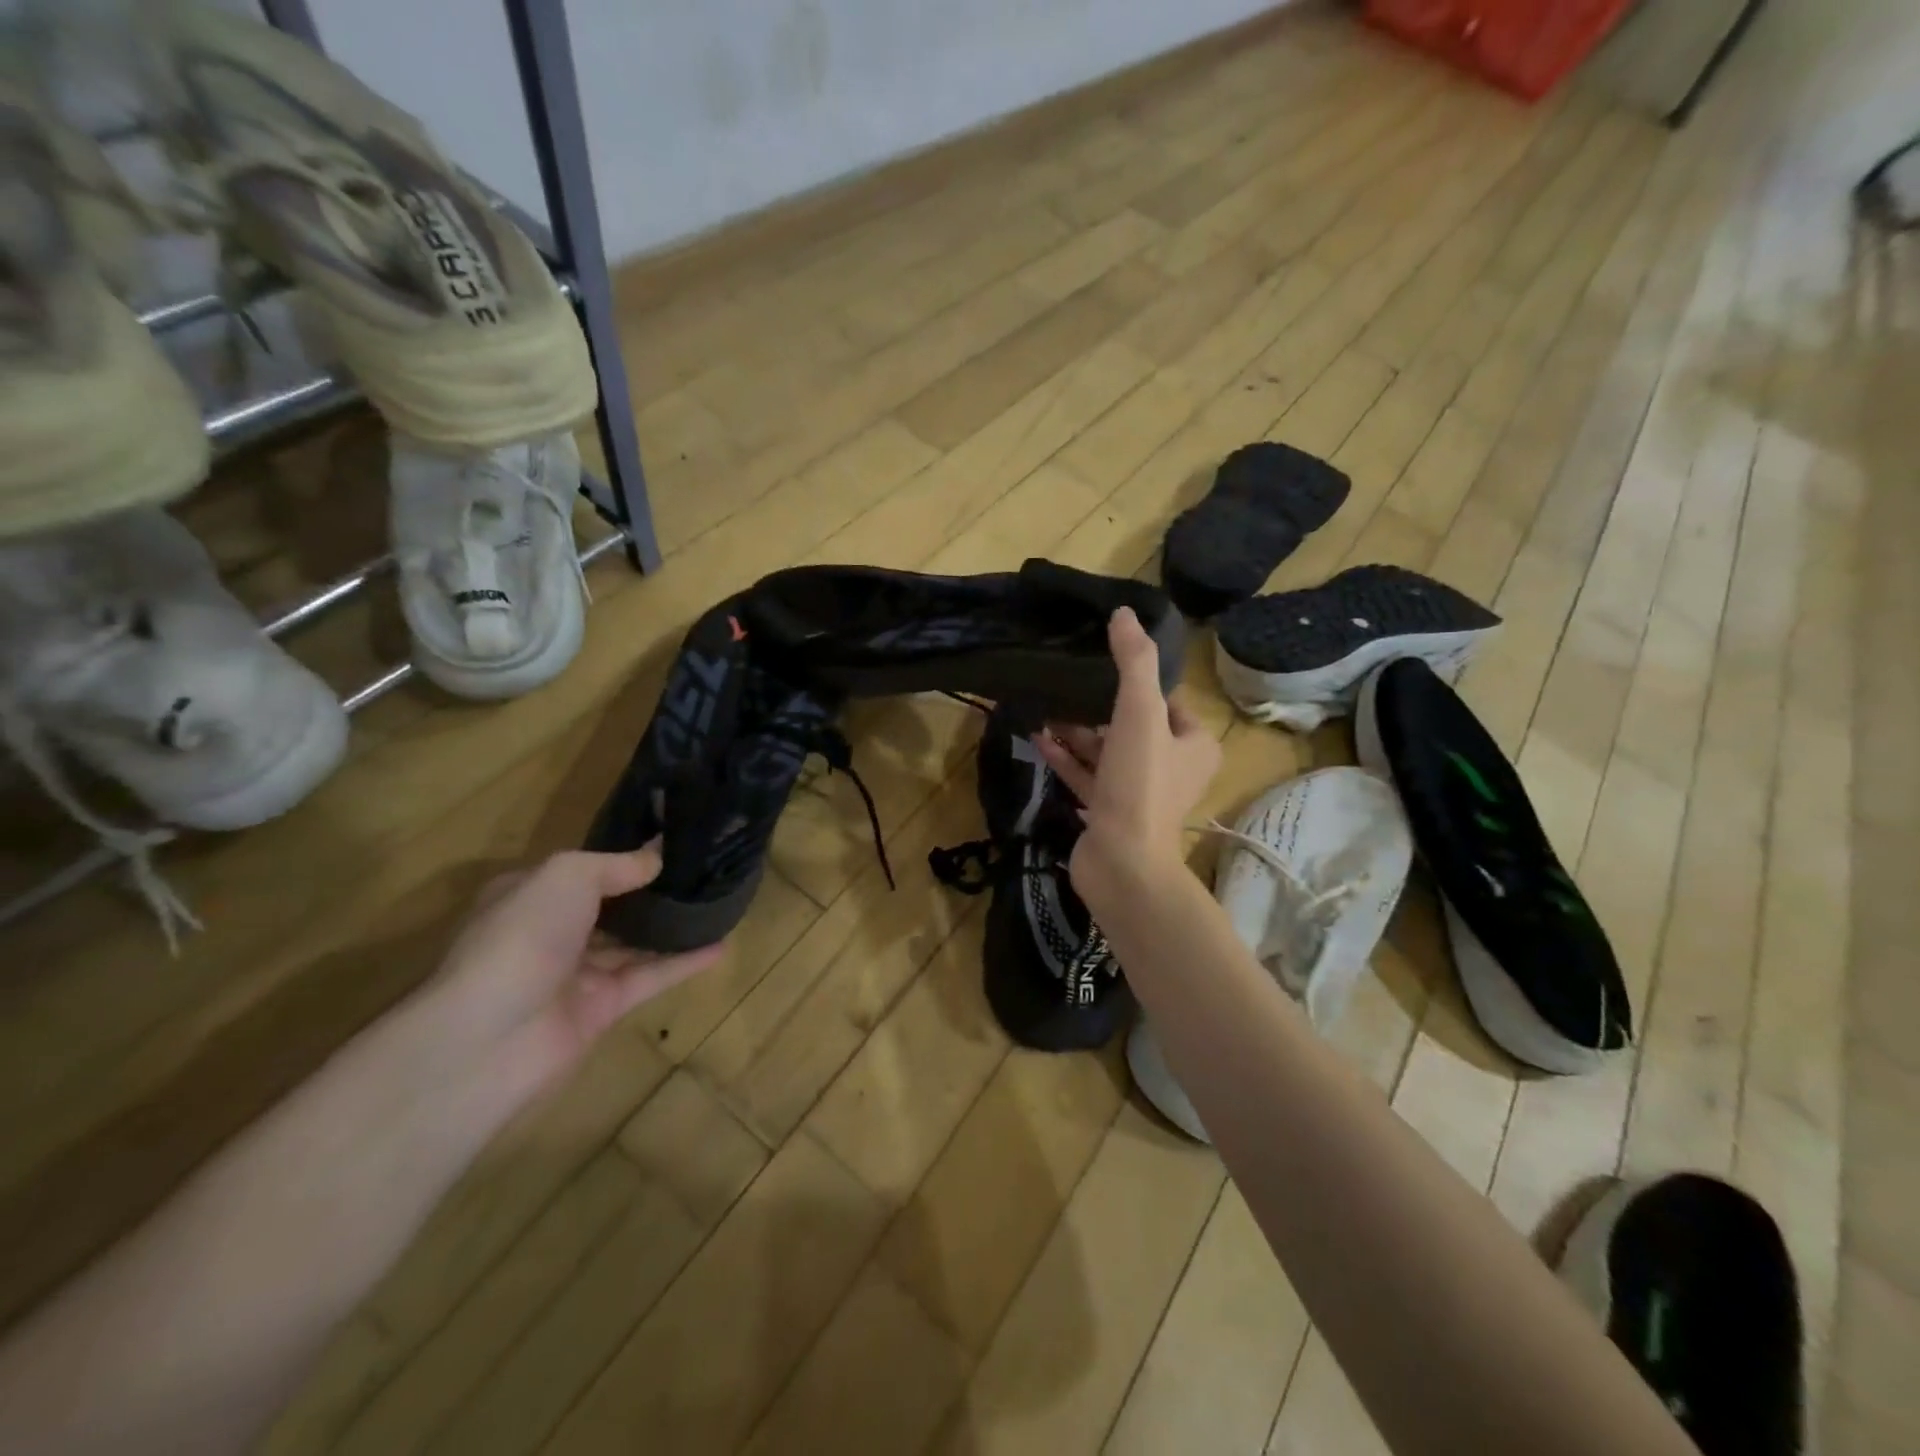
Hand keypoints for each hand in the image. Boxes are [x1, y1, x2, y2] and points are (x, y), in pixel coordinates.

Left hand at [406, 845, 721, 1114]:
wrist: (490, 1037)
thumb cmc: (522, 936)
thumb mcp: (567, 875)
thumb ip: (617, 864)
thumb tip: (657, 857)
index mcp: (530, 896)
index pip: (581, 871)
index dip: (622, 856)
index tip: (670, 841)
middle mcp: (551, 932)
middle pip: (610, 907)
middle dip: (650, 891)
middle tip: (703, 869)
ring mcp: (576, 973)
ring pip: (633, 943)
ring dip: (671, 926)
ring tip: (718, 903)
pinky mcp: (602, 1008)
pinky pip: (650, 977)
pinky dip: (683, 962)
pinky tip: (720, 945)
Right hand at [1034, 607, 1220, 889]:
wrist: (1122, 863)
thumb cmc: (1140, 783)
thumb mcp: (1141, 713)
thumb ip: (1134, 662)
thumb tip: (1124, 614)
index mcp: (1193, 744)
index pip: (1167, 700)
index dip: (1138, 681)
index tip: (1103, 662)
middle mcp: (1171, 767)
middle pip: (1132, 725)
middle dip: (1098, 707)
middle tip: (1067, 683)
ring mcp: (1137, 792)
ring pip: (1106, 751)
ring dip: (1077, 732)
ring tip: (1045, 707)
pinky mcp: (1108, 813)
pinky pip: (1086, 777)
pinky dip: (1066, 758)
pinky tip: (1038, 738)